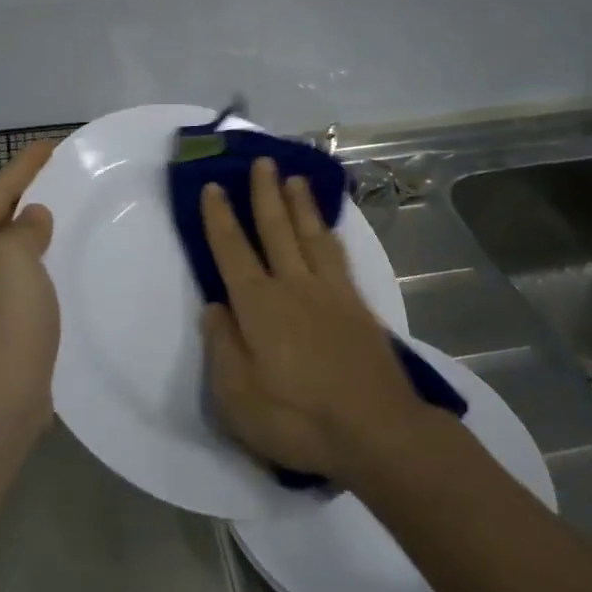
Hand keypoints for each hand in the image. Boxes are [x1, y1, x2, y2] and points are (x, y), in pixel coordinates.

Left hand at [0, 141, 59, 455]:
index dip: (23, 166)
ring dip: (35, 233)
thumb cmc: (0, 320)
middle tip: (59, 174)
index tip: (49, 144)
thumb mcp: (12, 258)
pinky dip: (40, 266)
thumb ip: (24, 229)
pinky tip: (61, 264)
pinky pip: (22, 281)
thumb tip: (31, 219)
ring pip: (10, 252)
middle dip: (26, 196)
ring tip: (65, 212)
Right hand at [200, 158, 429, 482]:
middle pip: (275, 229)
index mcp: (258, 305)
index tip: (214, 186)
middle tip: (262, 161)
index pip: (232, 251)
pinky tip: (327, 229)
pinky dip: (328, 233)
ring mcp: (330, 292)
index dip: (219, 217)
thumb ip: (221, 347)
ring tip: (294, 179)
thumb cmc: (298, 419)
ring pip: (310, 235)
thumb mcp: (238, 397)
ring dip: (299, 204)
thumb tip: (214, 307)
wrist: (377, 431)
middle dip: (265, 193)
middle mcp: (292, 286)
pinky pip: (338, 255)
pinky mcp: (357, 306)